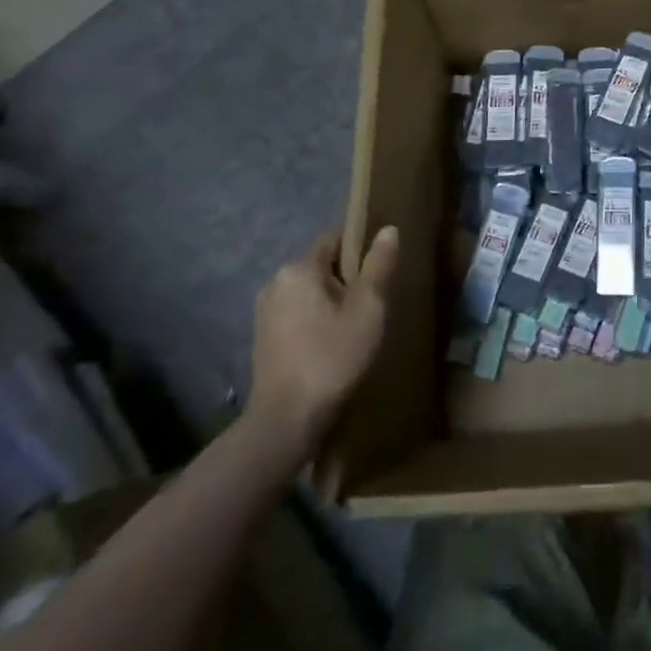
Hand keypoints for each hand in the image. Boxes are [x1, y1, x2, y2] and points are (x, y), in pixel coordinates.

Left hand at [246, 227, 398, 462]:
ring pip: (309, 292)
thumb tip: (388, 229)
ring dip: (330, 302)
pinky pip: (296, 314)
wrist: (286, 421)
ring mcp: (264, 311)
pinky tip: (330, 344)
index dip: (361, 249)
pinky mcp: (262, 338)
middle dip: (346, 279)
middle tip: (372, 304)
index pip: (335, 239)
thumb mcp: (368, 309)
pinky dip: (314, 320)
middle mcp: (276, 282)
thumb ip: (379, 266)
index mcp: (299, 268)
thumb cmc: (332, 358)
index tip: (381, 271)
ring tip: (355, 327)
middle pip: (321, 266)